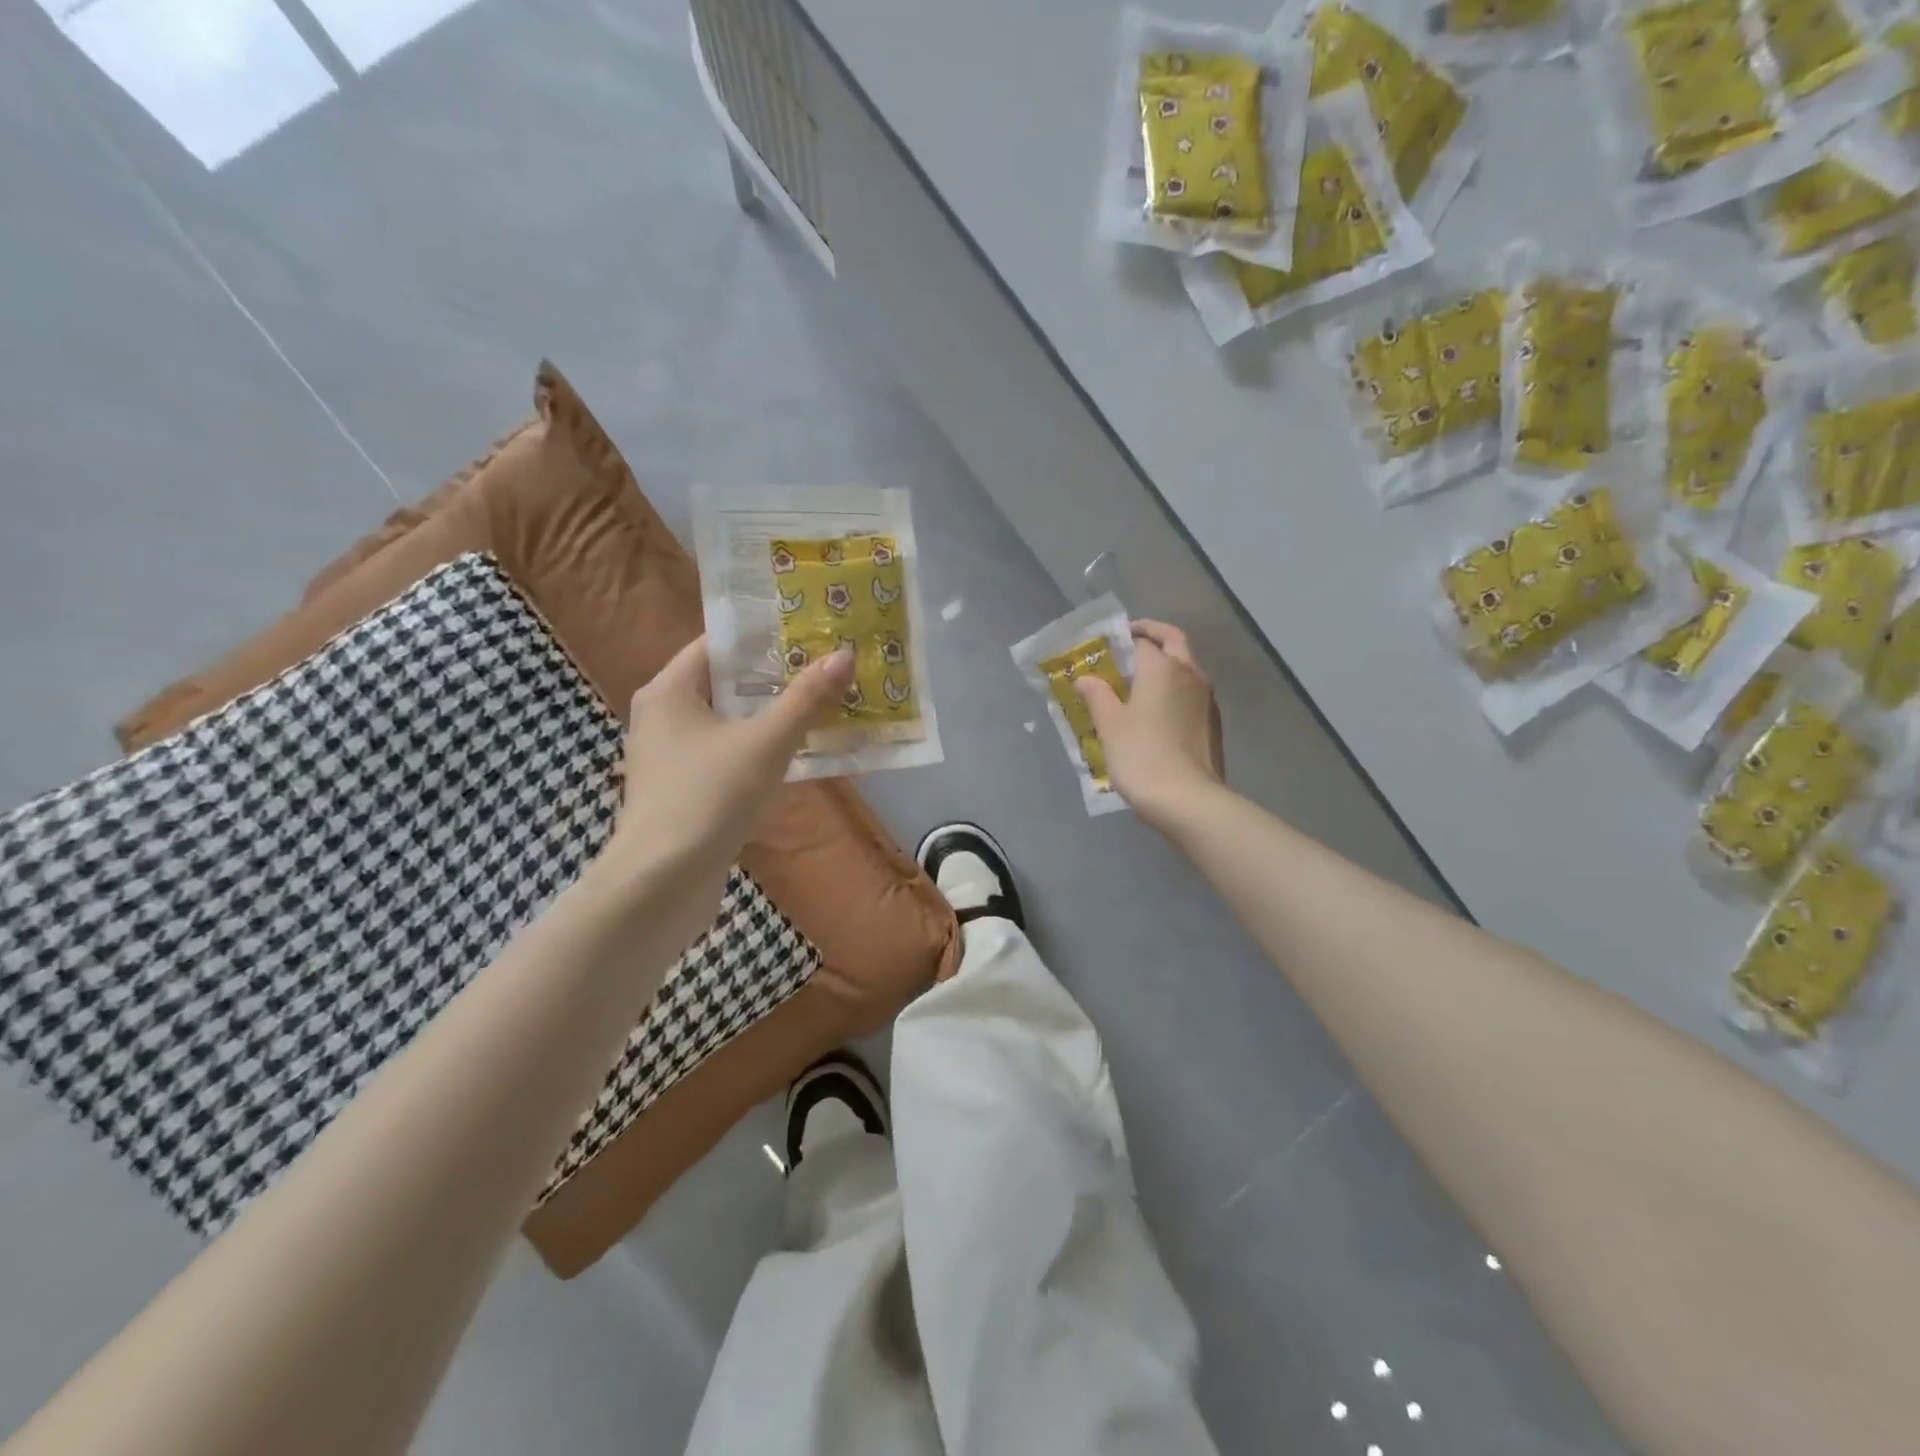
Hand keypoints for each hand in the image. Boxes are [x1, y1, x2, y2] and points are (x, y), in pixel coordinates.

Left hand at [596, 636, 853, 907]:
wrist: (662, 884)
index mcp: (670, 691)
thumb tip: (845, 654)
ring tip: (824, 706)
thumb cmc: (709, 797)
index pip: (718, 645)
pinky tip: (797, 756)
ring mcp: (671, 758)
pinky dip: (759, 751)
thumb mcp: (766, 743)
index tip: (810, 632)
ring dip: (772, 717)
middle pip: (726, 684)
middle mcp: (663, 717)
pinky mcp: (682, 792)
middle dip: (777, 678)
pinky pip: (727, 756)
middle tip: (828, 668)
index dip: (764, 636)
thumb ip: (807, 699)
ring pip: (729, 723)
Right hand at [1075, 620, 1223, 826]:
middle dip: (1151, 636)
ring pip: (1186, 666)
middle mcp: (1190, 673)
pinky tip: (1155, 709)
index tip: (1102, 647)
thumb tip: (1086, 679)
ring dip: (1165, 662)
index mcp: (1163, 668)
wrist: (1188, 799)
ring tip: (1137, 680)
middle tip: (1128, 644)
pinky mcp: (1212, 722)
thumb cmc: (1142, 755)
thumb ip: (1097, 695)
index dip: (1120, 640)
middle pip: (1173, 641)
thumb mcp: (1110, 725)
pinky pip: (1190, 691)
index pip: (1140, 640)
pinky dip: (1173, 687)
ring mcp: (1206, 698)